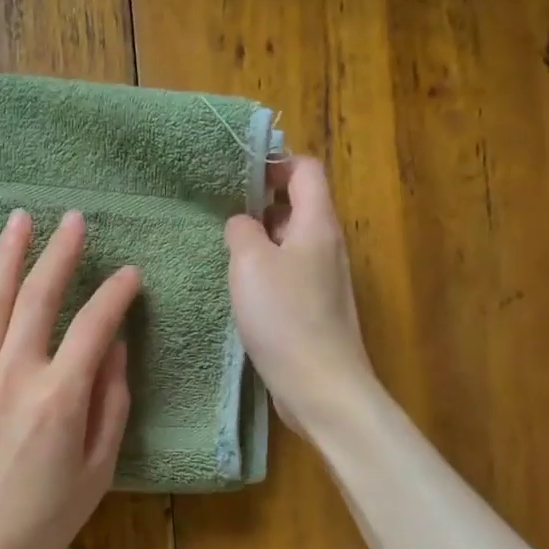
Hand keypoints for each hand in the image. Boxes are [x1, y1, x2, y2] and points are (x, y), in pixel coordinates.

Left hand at [0, 209, 139, 548]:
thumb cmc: (42, 522)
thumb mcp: (97, 471)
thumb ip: (110, 405)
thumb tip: (114, 350)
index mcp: (60, 397)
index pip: (95, 325)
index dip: (116, 294)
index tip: (130, 275)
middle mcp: (15, 374)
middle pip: (40, 297)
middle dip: (61, 253)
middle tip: (74, 220)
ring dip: (6, 257)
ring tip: (19, 220)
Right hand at [224, 157, 374, 432]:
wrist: (319, 385)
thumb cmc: (284, 317)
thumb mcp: (250, 263)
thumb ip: (242, 230)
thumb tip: (242, 223)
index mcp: (318, 224)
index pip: (305, 170)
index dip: (274, 163)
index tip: (237, 176)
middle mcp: (327, 246)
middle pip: (299, 205)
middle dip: (261, 203)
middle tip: (221, 213)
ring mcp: (324, 280)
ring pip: (291, 243)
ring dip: (260, 241)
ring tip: (224, 250)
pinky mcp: (315, 310)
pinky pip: (289, 274)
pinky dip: (266, 272)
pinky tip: (240, 291)